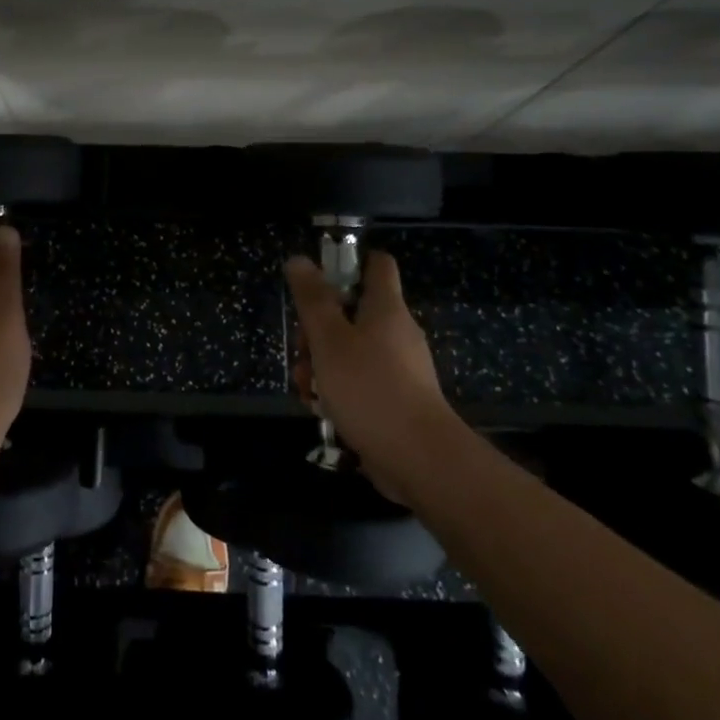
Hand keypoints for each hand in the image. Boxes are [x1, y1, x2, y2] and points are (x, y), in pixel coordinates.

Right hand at [285, 251, 455, 502]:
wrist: (419, 459)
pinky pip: (360, 381)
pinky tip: (320, 410)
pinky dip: (338, 390)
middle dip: (318, 329)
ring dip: (321, 364)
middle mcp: (396, 332)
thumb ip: (312, 299)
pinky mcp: (396, 400)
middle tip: (302, 349)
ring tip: (306, 389)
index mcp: (386, 307)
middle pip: (352, 312)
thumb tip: (300, 259)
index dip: (348, 262)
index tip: (319, 280)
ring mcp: (399, 368)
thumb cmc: (369, 388)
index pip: (377, 264)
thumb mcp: (329, 339)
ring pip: (350, 351)